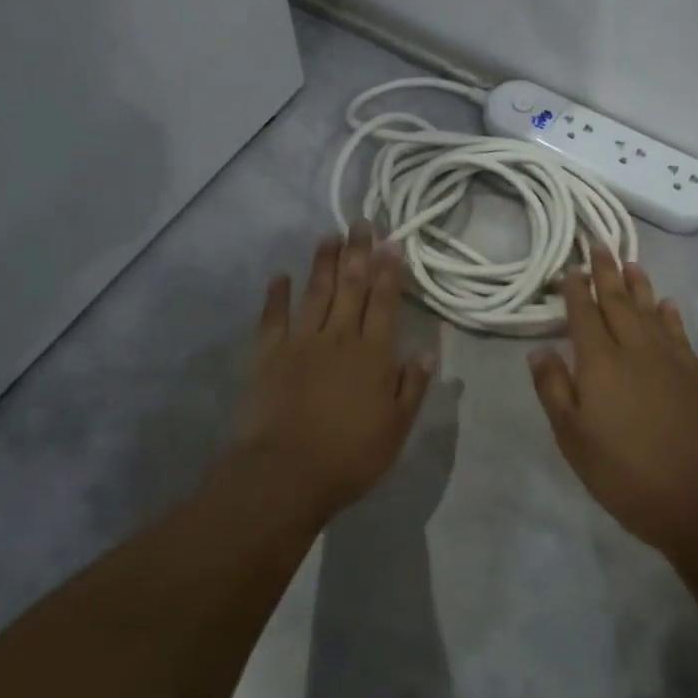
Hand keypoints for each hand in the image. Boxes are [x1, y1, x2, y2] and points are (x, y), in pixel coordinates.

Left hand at [239, 223, 435, 513]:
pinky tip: (280, 275)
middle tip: (361, 223)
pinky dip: (276, 294)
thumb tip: (429, 351)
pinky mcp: (269, 355)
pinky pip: (273, 317)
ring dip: (323, 263)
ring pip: (315, 292)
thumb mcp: (396, 427)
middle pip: (351, 287)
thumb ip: (412, 386)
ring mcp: (301, 342)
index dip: (389, 270)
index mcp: (373, 354)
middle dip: (358, 253)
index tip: (391, 242)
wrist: (287, 474)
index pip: (384, 302)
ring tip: (329, 236)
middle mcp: (339, 337)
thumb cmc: (351, 455)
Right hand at [528, 249, 697, 553]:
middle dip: (606, 272)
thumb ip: (554, 389)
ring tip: (631, 263)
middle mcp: (635, 349)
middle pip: (618, 302)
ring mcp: (670, 359)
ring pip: (651, 310)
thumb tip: (540, 350)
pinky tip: (667, 304)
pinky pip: (679, 333)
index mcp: (601, 362)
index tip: (570, 266)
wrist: (694, 497)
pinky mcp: (695, 374)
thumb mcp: (572, 437)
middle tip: (599, 244)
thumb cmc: (621, 471)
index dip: (576, 289)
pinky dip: (670, 314)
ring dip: (639, 285)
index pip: (585, 314)